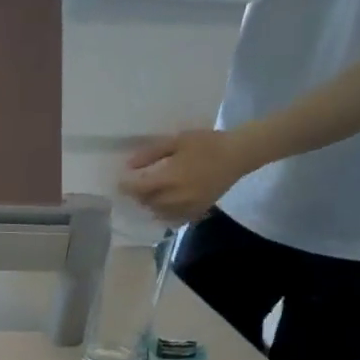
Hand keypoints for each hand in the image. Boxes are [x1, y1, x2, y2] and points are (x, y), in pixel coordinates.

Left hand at [123, 126, 264, 222]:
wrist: (238, 155)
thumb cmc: (207, 143)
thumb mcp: (177, 141)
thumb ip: (151, 154)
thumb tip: (129, 165)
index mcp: (169, 179)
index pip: (137, 188)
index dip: (126, 185)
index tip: (120, 180)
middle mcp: (175, 198)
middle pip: (145, 202)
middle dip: (138, 194)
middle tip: (137, 183)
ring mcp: (186, 208)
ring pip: (157, 213)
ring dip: (150, 204)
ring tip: (151, 192)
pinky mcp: (195, 213)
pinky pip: (172, 219)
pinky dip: (164, 212)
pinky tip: (165, 202)